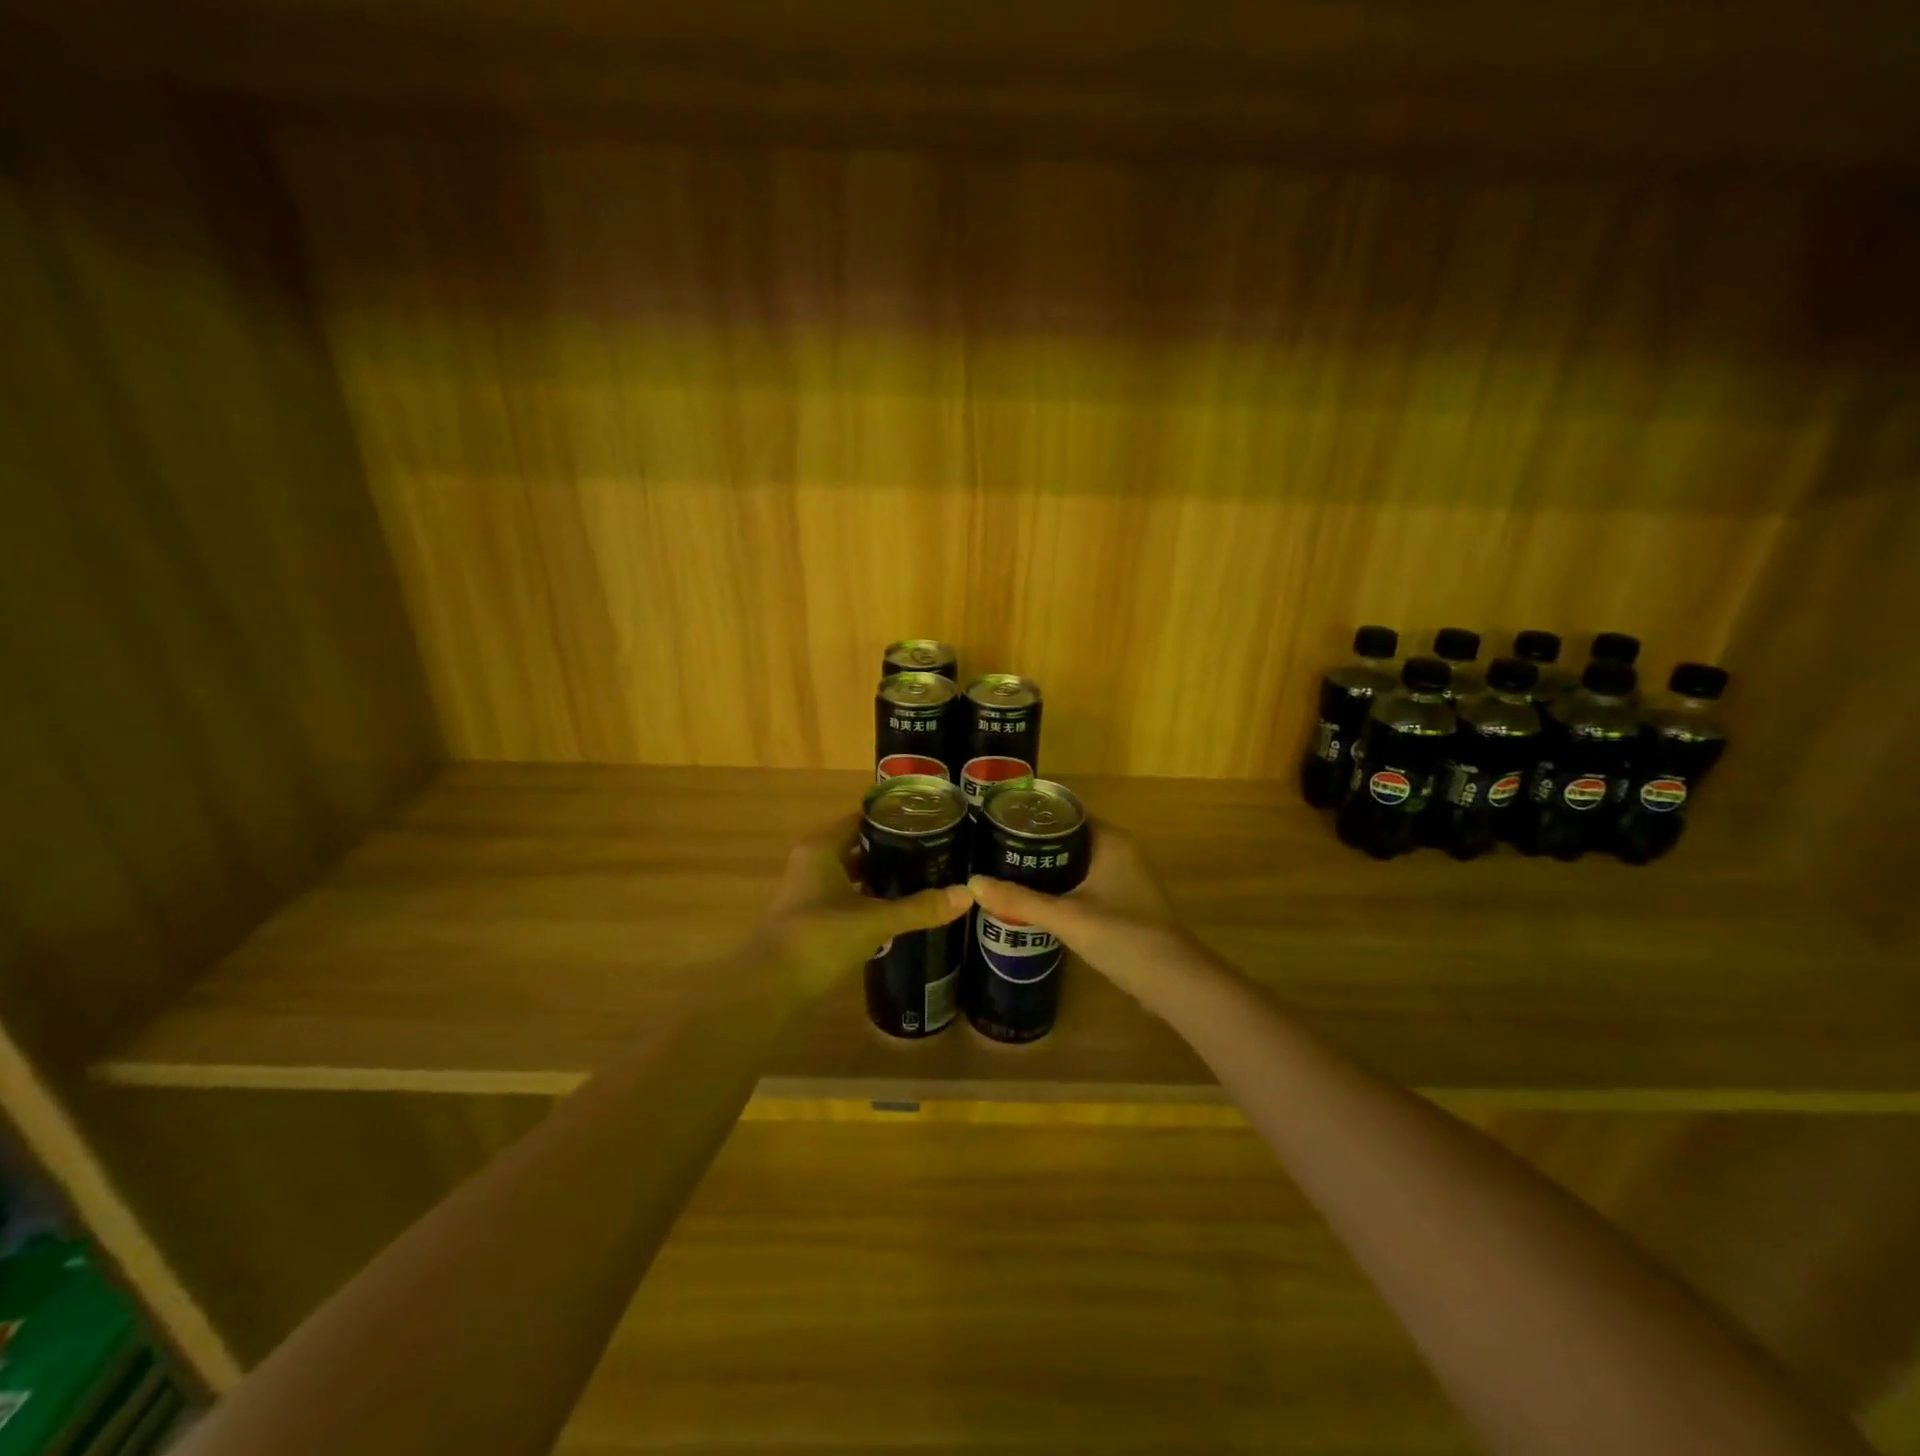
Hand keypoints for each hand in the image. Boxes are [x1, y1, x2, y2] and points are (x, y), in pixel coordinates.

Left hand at [753, 818, 971, 1000]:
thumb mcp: (874, 920)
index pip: (863, 819)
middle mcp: (813, 862)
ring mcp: (809, 892)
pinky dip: (869, 900)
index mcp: (822, 848)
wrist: (769, 988)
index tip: (930, 821)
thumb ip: (919, 907)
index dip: (895, 819)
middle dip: (894, 850)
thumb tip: (968, 894)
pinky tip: (897, 910)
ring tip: (924, 878)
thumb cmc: (818, 938)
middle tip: (935, 851)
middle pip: (859, 846)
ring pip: (852, 875)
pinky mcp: (811, 919)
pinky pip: (847, 899)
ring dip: (881, 877)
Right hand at [967, 821, 1189, 993]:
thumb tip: (973, 884)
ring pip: (1075, 863)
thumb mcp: (1066, 917)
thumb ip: (1020, 900)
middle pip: (1068, 838)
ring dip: (1045, 868)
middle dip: (1033, 845)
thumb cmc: (1123, 936)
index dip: (1033, 817)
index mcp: (1110, 841)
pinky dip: (1060, 888)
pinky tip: (1033, 901)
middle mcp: (1119, 852)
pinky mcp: (1122, 903)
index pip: (1066, 814)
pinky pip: (1083, 884)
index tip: (998, 822)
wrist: (1173, 981)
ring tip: (1003, 872)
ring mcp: (1123, 879)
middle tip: (992, 849)